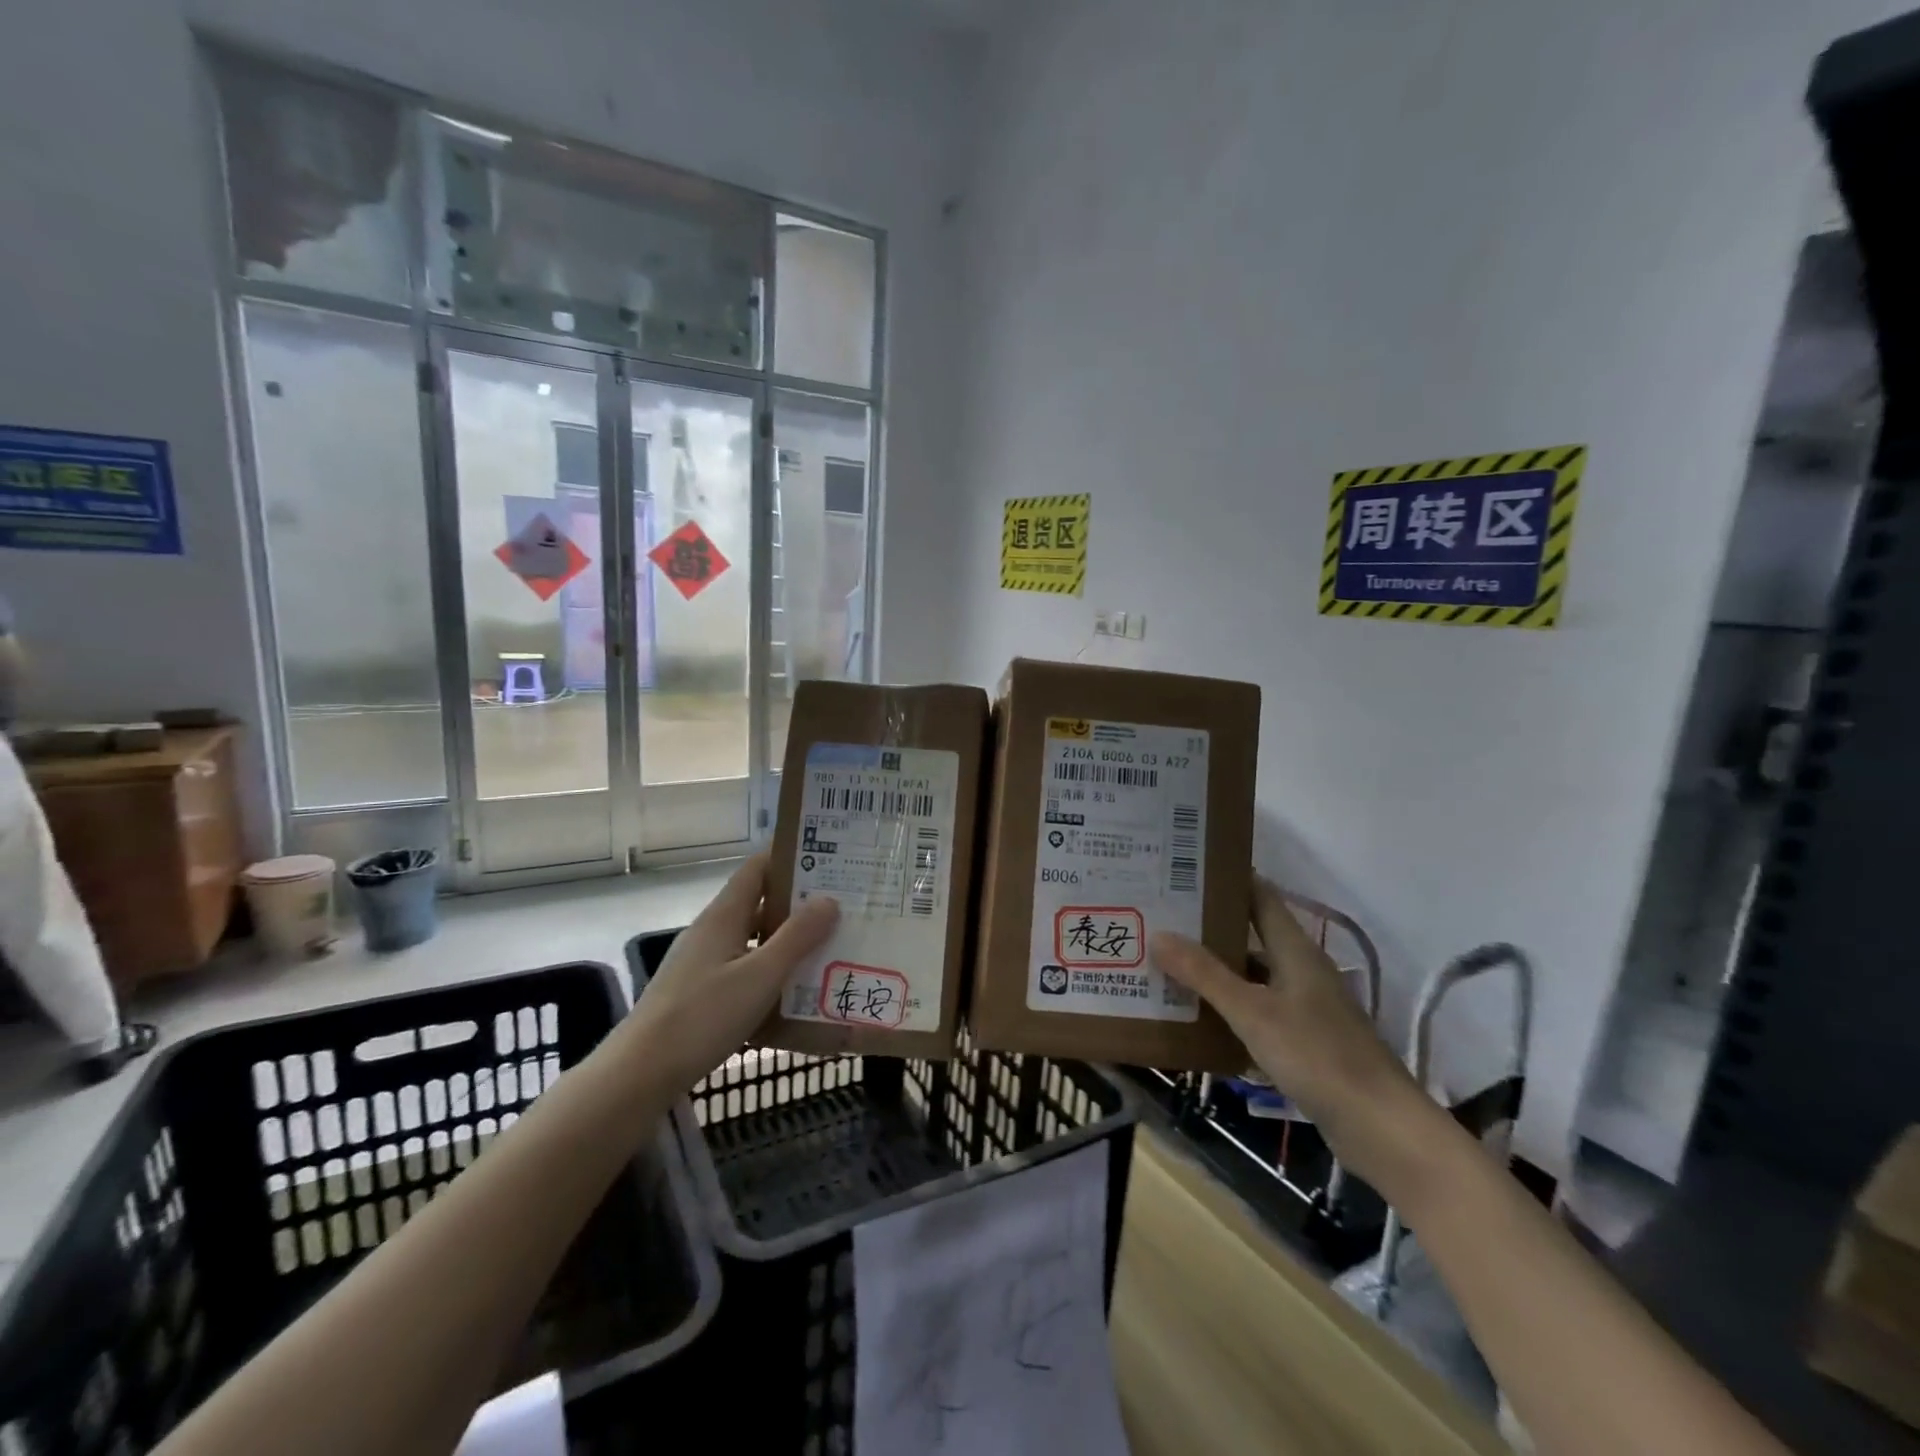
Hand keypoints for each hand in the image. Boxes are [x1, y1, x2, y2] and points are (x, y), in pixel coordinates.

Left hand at [630, 854, 838, 1092]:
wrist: (640, 1074)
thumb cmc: (703, 1016)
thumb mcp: (760, 975)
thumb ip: (797, 937)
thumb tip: (830, 899)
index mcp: (724, 915)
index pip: (758, 867)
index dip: (791, 857)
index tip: (830, 860)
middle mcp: (713, 930)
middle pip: (761, 902)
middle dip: (801, 902)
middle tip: (844, 906)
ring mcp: (705, 962)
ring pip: (755, 939)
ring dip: (790, 940)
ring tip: (832, 945)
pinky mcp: (702, 992)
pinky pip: (746, 969)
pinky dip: (773, 972)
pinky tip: (798, 991)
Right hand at [1151, 874, 1440, 1191]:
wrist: (1381, 1128)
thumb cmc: (1318, 1056)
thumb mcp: (1253, 1012)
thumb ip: (1205, 975)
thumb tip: (1159, 934)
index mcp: (1295, 951)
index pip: (1260, 896)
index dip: (1227, 879)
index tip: (1185, 868)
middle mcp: (1301, 970)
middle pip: (1250, 936)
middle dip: (1207, 928)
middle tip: (1159, 917)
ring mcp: (1304, 1007)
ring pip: (1251, 977)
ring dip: (1214, 971)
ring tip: (1165, 963)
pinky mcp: (1304, 1041)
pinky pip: (1257, 1012)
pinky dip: (1228, 1009)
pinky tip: (1195, 1017)